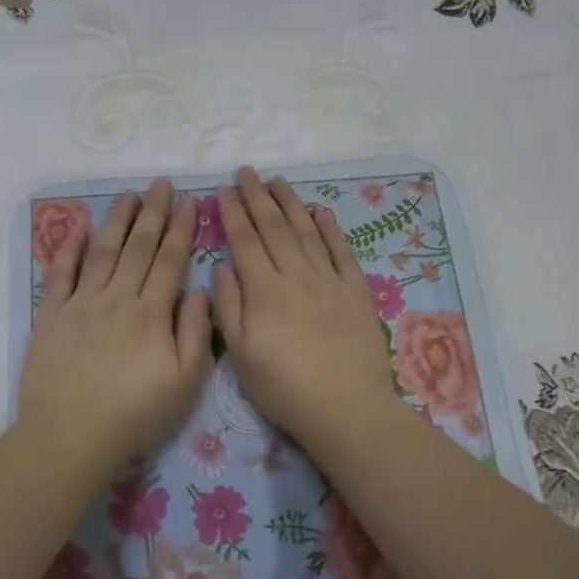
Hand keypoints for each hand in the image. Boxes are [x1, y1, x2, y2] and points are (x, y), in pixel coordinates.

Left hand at [18, 180, 212, 469]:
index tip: (189, 201)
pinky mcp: (51, 314)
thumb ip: (195, 332)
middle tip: (161, 184)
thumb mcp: (185, 382)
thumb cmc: (135, 413)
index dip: (181, 229)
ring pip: (103, 251)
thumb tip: (198, 289)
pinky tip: (79, 227)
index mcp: (151, 313)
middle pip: (138, 246)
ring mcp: (81, 303)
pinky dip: (69, 247)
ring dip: (117, 220)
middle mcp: (117, 297)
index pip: (170, 260)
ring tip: (129, 195)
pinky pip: (60, 272)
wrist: (70, 434)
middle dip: (153, 212)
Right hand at [213, 167, 402, 447]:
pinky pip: (342, 252)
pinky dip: (331, 230)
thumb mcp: (241, 354)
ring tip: (278, 181)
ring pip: (307, 232)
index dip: (233, 213)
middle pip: (274, 227)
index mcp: (264, 290)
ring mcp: (329, 280)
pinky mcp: (356, 292)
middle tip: (247, 172)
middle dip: (258, 197)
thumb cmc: (284, 387)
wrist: (345, 407)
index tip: (224, 190)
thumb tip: (223, 267)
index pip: (244, 241)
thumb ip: (229, 307)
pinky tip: (322, 213)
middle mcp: (296, 275)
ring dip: (291, 203)